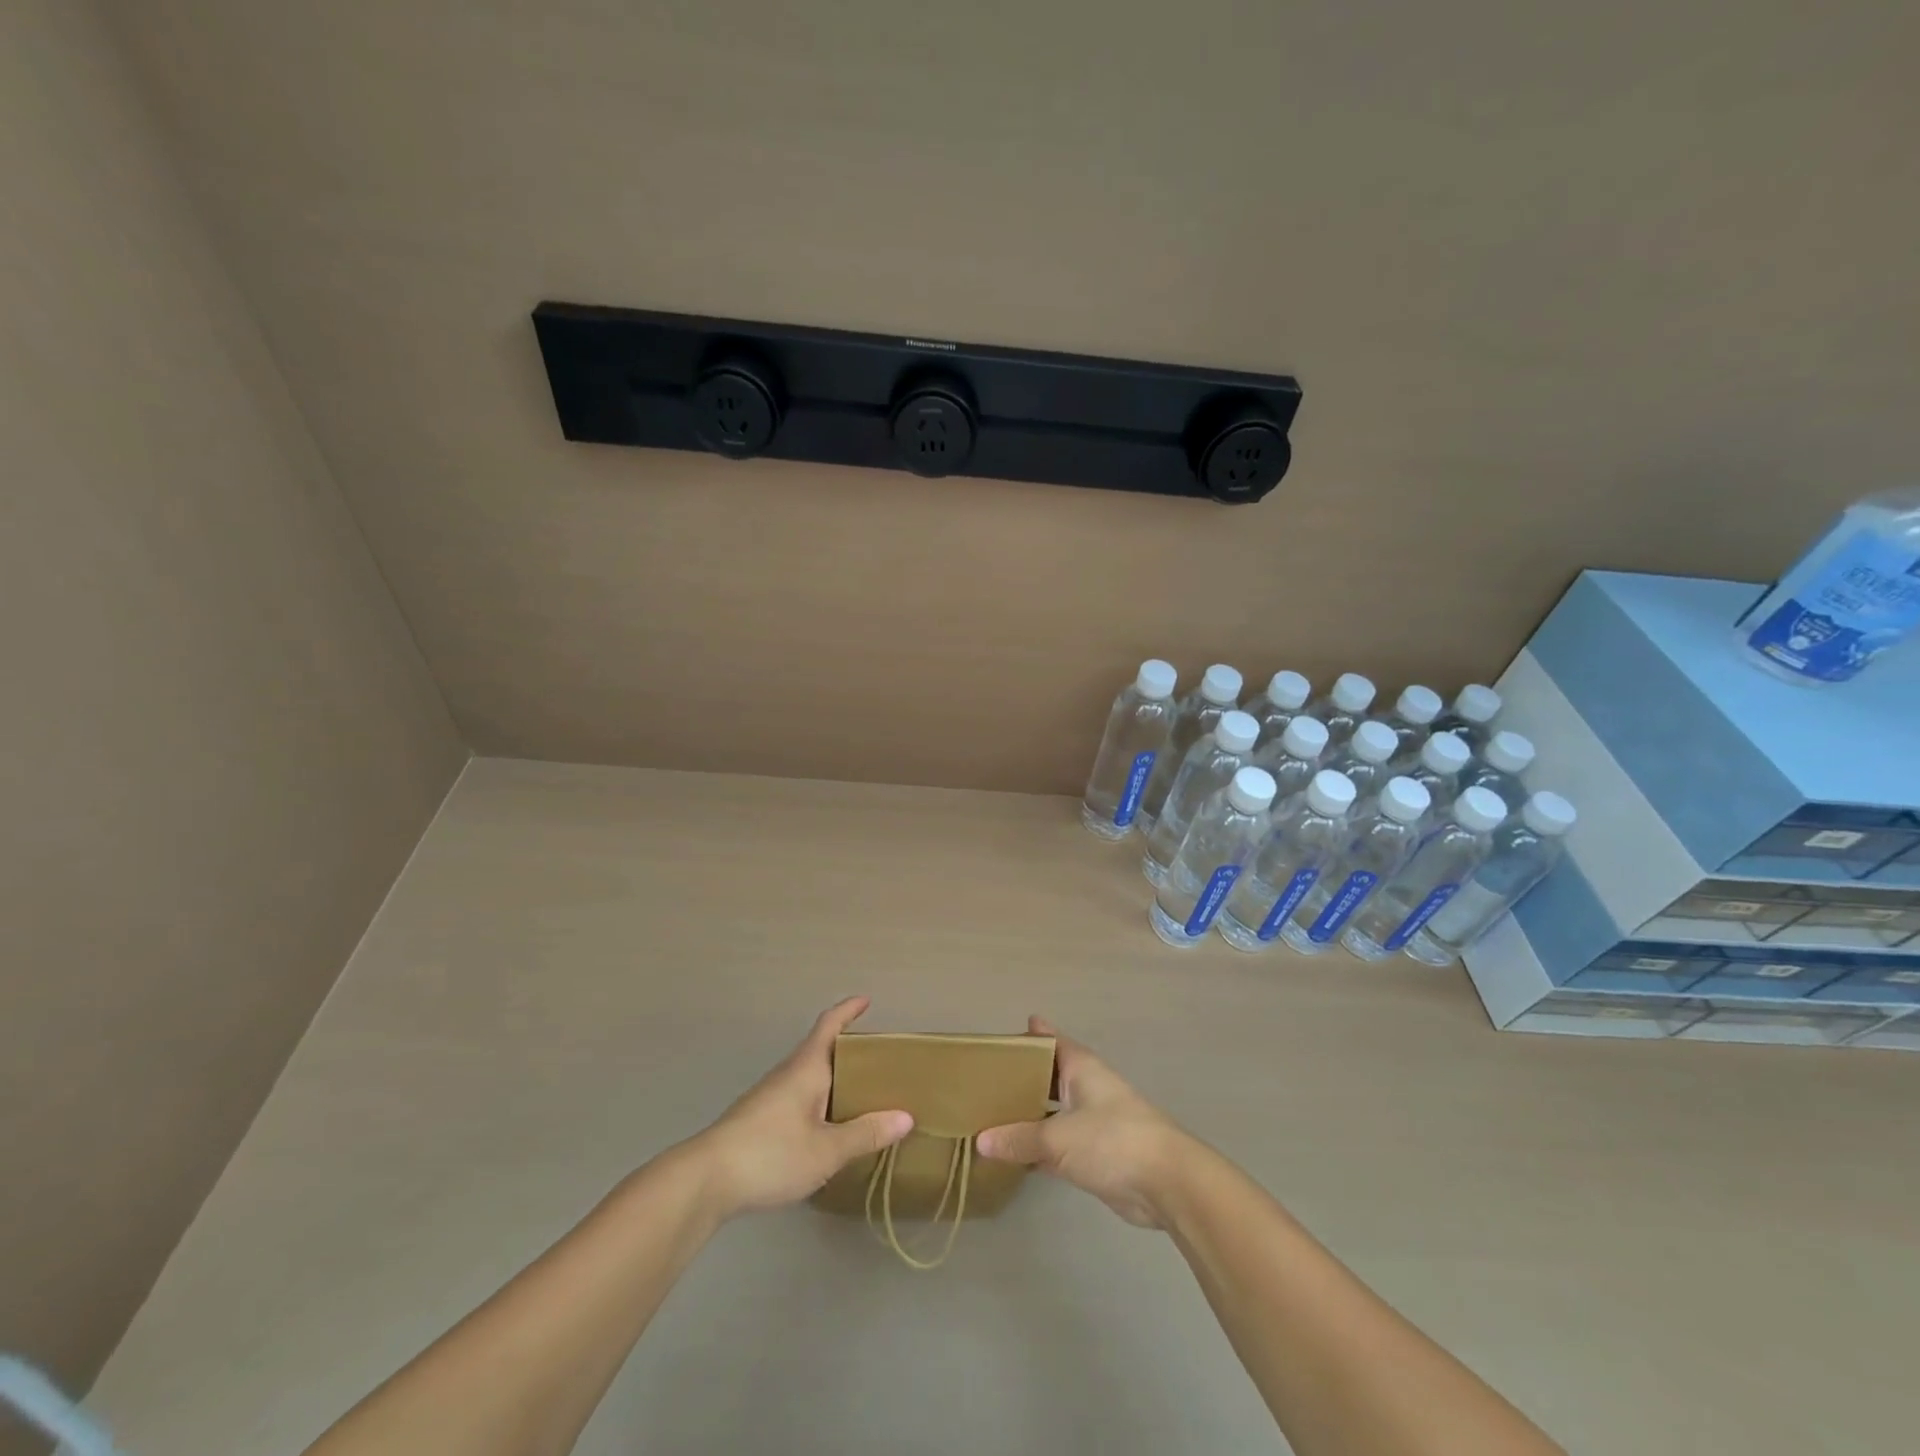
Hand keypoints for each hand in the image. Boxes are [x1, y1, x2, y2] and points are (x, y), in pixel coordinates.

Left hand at [687, 997, 912, 1219]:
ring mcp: (770, 1096)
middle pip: (821, 1050)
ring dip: (834, 1079)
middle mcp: (788, 1073)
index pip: (829, 1025)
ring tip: (861, 1096)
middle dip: (849, 1051)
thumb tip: (906, 1117)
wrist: (704, 1180)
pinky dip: (820, 1102)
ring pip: (809, 1077)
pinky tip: (828, 1129)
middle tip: (880, 1061)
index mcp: (806, 1067)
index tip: (866, 1000)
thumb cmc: (770, 1153)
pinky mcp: (759, 1120)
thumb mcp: (826, 1149)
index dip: (848, 1010)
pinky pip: (799, 1098)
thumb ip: (865, 1134)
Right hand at [976, 1016, 1196, 1228]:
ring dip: (1027, 1114)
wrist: (1167, 1183)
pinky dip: (1037, 1146)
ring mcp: (1091, 1121)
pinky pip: (1057, 1143)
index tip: (997, 1040)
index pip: (1049, 1040)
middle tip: (982, 1082)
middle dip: (1020, 1078)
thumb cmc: (1112, 1140)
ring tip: (989, 1116)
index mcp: (1080, 1067)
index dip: (1026, 1036)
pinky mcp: (1095, 1153)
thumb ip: (1018, 1139)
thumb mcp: (1058, 1138)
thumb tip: (980, 1140)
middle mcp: (1085, 1087)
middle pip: (1047, 1075)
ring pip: (1051, 1111)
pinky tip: (1012, 1155)